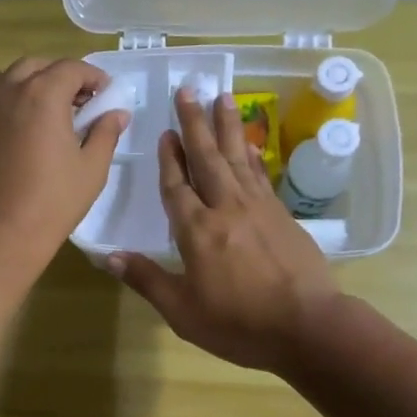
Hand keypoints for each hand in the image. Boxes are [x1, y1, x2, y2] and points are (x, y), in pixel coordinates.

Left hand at [0, 57, 127, 266]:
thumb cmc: (52, 201)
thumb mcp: (91, 168)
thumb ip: (105, 133)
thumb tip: (117, 113)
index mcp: (43, 94)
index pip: (72, 68)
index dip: (93, 77)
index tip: (106, 94)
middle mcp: (10, 91)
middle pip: (38, 66)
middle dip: (61, 75)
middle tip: (80, 100)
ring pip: (10, 78)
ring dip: (33, 83)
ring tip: (51, 110)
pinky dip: (12, 100)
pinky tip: (25, 127)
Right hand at [109, 89, 337, 372]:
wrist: (308, 327)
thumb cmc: (239, 324)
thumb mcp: (183, 311)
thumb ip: (147, 280)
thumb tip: (109, 256)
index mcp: (196, 231)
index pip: (176, 186)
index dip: (169, 159)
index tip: (164, 133)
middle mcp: (225, 208)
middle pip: (207, 158)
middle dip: (195, 123)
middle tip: (188, 89)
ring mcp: (258, 208)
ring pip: (236, 157)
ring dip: (226, 126)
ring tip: (221, 96)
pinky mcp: (282, 214)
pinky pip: (260, 174)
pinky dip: (250, 154)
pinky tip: (246, 142)